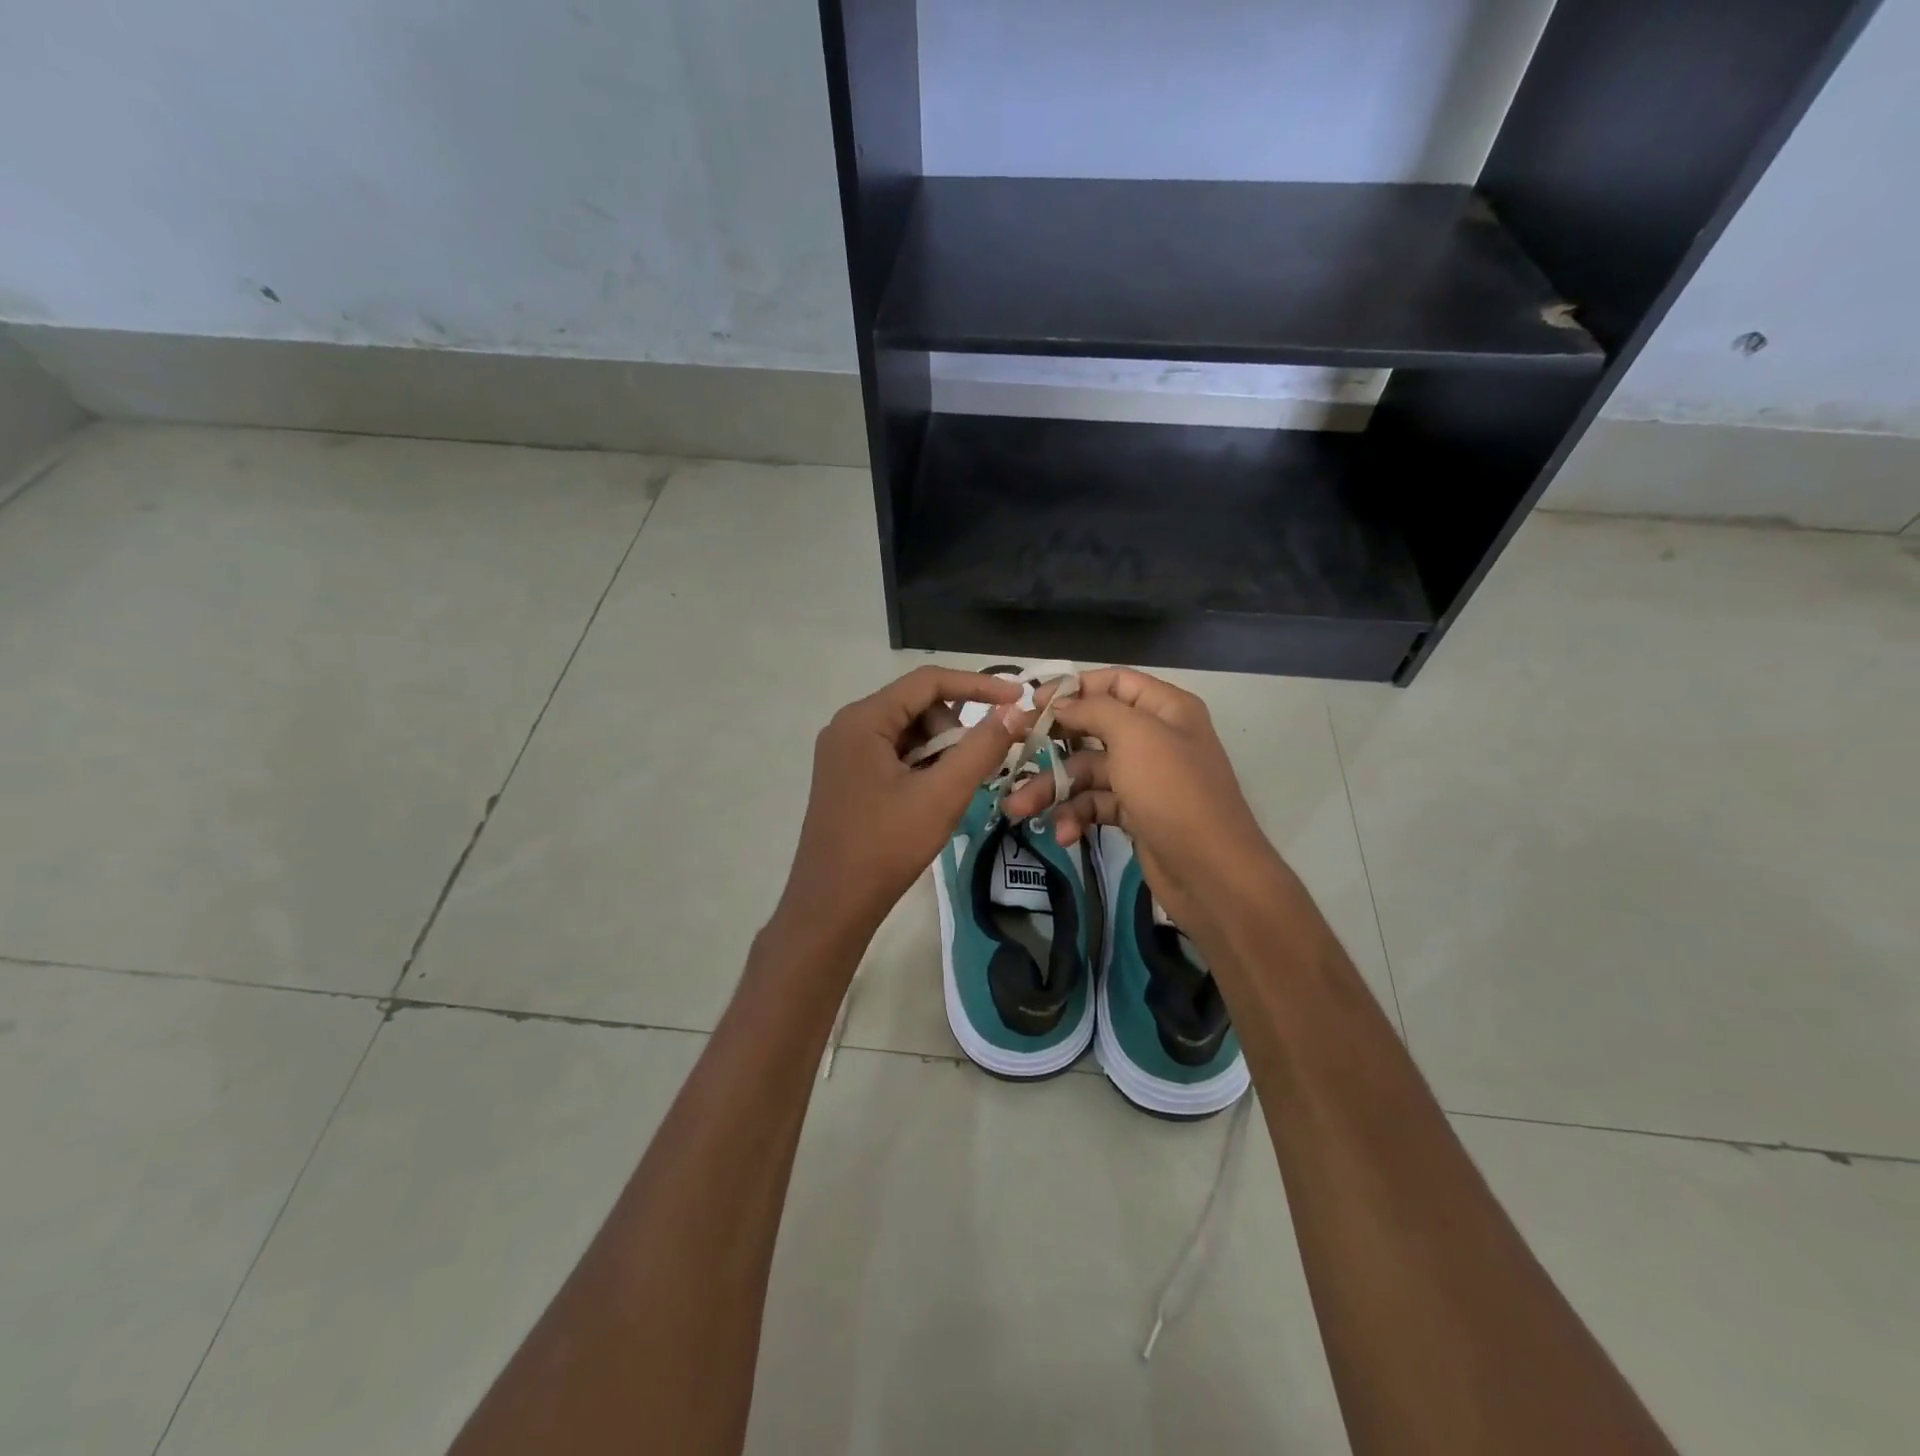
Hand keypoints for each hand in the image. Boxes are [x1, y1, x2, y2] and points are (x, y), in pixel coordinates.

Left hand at [776, 666, 1029, 952]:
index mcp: (863, 720)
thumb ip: (981, 747)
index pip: (928, 681)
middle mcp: (848, 726)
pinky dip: (921, 766)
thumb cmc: (886, 846)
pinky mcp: (846, 776)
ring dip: (940, 751)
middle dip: (954, 729)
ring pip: (908, 732)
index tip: (1019, 699)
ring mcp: (843, 752)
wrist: (832, 905)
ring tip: (953, 789)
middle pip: (917, 706)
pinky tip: (933, 796)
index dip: (978, 685)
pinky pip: (893, 754)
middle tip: (977, 767)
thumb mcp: (942, 795)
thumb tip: (1013, 710)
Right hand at [1000, 668, 1283, 932]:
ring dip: (1053, 789)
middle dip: (1051, 743)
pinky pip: (1095, 804)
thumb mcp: (1135, 737)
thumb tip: (1061, 703)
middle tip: (1012, 750)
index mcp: (1165, 709)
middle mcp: (1155, 737)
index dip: (1073, 688)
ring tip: (1018, 808)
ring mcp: (1144, 778)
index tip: (1032, 703)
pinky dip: (1076, 816)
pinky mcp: (1135, 813)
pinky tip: (1064, 834)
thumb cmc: (1173, 793)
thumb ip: (1094, 710)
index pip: (1114, 682)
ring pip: (1086, 772)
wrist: (1212, 874)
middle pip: (1092, 728)